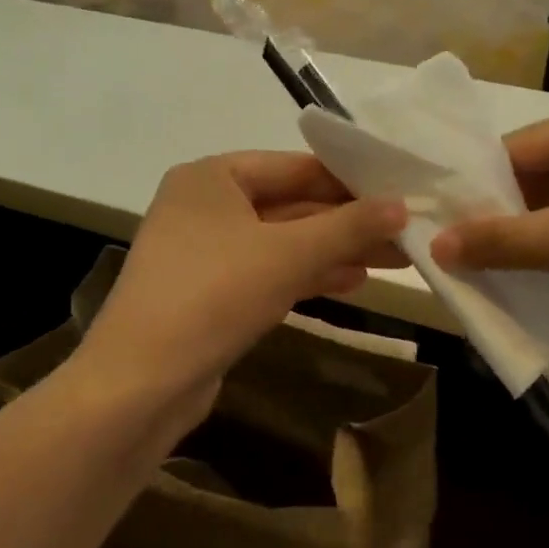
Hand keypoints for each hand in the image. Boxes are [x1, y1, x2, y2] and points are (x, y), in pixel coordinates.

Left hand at [78, 151, 405, 414]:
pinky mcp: (210, 293)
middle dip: (348, 222)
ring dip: (334, 251)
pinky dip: (307, 275)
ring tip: (393, 260)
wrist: (142, 381)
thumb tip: (402, 205)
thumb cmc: (214, 295)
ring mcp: (205, 252)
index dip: (350, 181)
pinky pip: (268, 272)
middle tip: (406, 233)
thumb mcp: (289, 254)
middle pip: (291, 204)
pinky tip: (351, 283)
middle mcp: (205, 206)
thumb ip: (348, 226)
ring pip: (283, 243)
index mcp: (212, 177)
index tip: (400, 193)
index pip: (295, 166)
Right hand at [429, 110, 548, 355]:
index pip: (514, 150)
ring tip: (480, 269)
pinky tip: (525, 279)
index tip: (436, 221)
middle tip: (452, 251)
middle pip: (531, 180)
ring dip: (521, 241)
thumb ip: (499, 241)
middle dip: (495, 217)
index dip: (473, 186)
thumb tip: (433, 246)